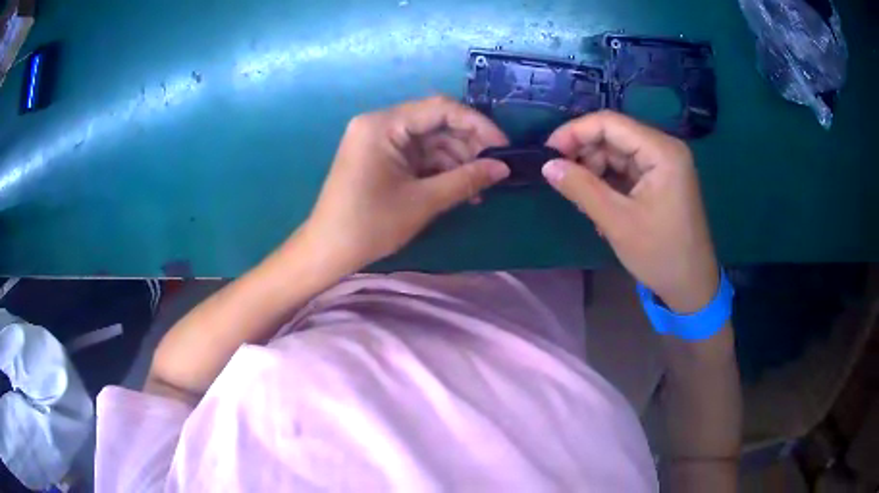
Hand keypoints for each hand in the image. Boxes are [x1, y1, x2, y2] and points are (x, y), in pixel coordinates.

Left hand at [300, 96, 509, 272]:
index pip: (441, 108)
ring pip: (430, 141)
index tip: (504, 147)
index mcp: (383, 124)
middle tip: (494, 171)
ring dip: (457, 162)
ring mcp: (379, 140)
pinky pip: (418, 156)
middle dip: (468, 146)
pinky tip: (460, 190)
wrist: (328, 251)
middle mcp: (380, 124)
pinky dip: (439, 170)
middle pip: (436, 123)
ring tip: (478, 190)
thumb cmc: (370, 225)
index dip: (477, 124)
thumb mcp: (422, 201)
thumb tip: (503, 168)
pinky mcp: (381, 157)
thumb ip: (466, 179)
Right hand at [543, 110, 718, 312]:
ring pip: (617, 152)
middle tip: (562, 180)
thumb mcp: (617, 222)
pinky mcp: (660, 179)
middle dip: (584, 154)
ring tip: (582, 200)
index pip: (610, 123)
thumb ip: (581, 188)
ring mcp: (663, 164)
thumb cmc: (660, 254)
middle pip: (613, 135)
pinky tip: (597, 203)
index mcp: (662, 151)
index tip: (548, 153)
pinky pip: (626, 169)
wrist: (691, 286)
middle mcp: (664, 148)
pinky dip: (607, 182)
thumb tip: (547, 165)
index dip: (575, 132)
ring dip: (594, 170)